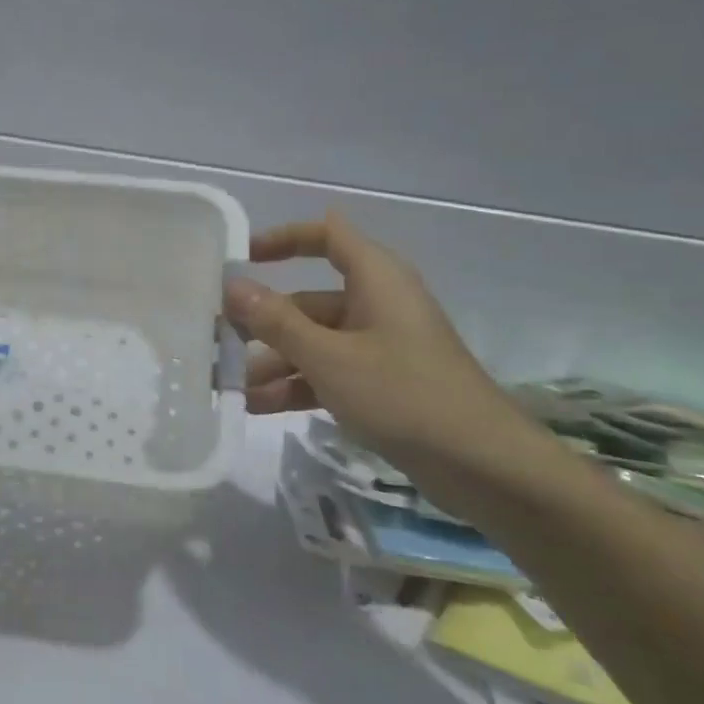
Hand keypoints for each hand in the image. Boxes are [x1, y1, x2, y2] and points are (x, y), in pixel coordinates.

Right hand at [224, 210, 539, 481]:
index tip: (242, 257)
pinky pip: (329, 373)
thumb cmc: (404, 395)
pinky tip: (257, 408)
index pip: (327, 235)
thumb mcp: (329, 357)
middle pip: (309, 300)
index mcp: (376, 279)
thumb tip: (232, 285)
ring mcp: (380, 347)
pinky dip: (297, 386)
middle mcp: (377, 305)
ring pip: (314, 342)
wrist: (485, 467)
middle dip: (263, 322)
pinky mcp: (383, 384)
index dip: (284, 238)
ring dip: (274, 362)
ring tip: (231, 386)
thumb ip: (276, 321)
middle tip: (219, 341)